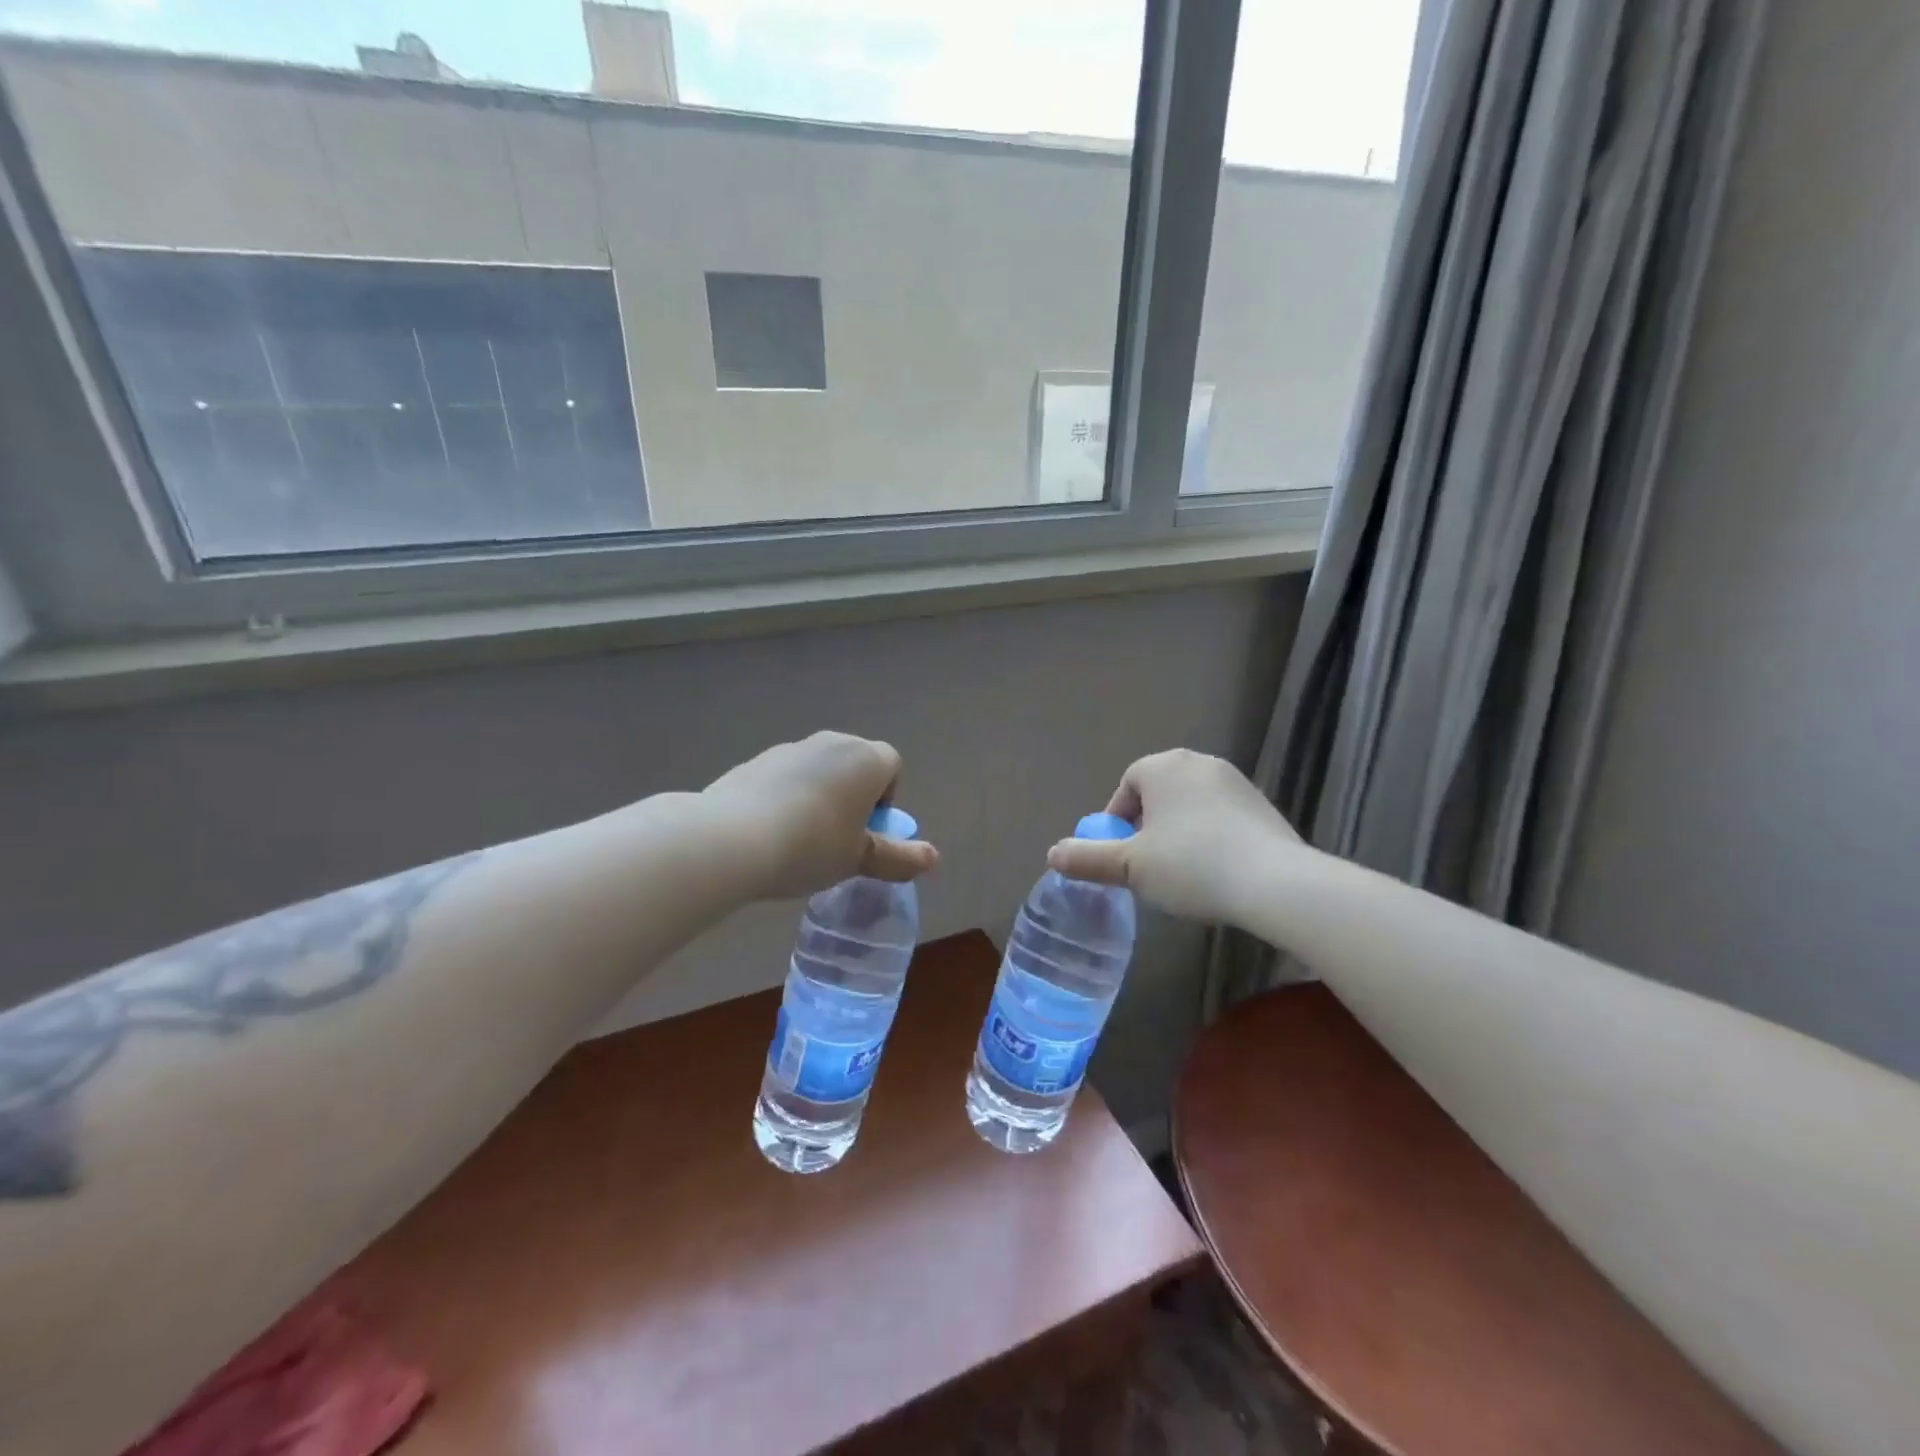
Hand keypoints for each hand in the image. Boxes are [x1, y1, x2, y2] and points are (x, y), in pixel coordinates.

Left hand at [702, 732, 938, 900]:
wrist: (731, 838)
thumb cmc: (811, 846)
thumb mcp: (859, 860)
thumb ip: (898, 857)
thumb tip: (933, 858)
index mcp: (866, 759)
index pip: (892, 766)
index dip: (886, 798)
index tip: (867, 831)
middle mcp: (832, 743)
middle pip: (856, 763)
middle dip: (854, 795)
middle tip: (839, 836)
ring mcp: (791, 748)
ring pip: (819, 769)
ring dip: (820, 795)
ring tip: (801, 838)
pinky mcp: (756, 760)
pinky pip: (786, 776)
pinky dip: (787, 796)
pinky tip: (770, 831)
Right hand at [1047, 750, 1297, 923]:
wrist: (1275, 882)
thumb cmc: (1191, 866)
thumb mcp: (1130, 867)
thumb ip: (1088, 859)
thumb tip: (1053, 854)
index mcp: (1163, 767)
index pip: (1127, 786)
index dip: (1117, 821)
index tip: (1121, 855)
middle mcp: (1198, 763)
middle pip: (1159, 793)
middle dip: (1147, 825)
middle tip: (1147, 864)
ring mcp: (1235, 781)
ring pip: (1190, 804)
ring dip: (1178, 830)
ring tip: (1181, 870)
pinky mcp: (1262, 804)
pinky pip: (1221, 816)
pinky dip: (1210, 836)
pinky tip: (1216, 869)